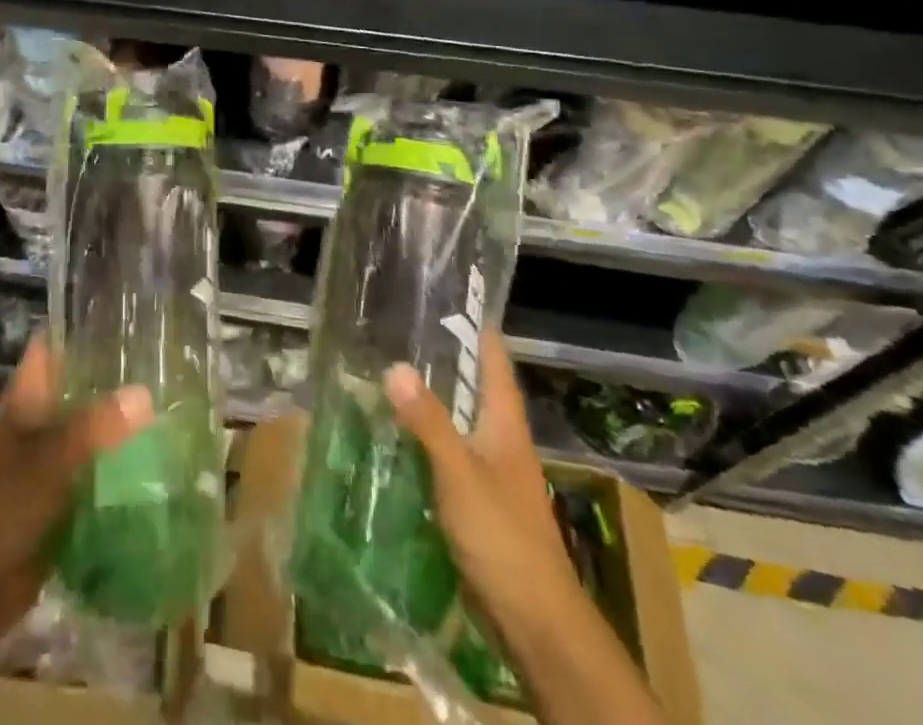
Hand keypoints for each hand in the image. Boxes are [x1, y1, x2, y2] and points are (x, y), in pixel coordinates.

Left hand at [0, 335, 152, 645]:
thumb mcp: (47, 464)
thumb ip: (93, 429)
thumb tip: (145, 394)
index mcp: (24, 402)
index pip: (50, 348)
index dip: (78, 328)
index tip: (122, 314)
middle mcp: (36, 423)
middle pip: (75, 387)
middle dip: (112, 377)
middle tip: (162, 361)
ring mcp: (47, 462)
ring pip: (88, 429)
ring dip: (119, 423)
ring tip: (170, 405)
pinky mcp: (60, 499)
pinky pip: (94, 472)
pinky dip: (118, 466)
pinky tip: (155, 461)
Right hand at [383, 335, 583, 644]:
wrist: (536, 625)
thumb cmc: (504, 539)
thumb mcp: (460, 474)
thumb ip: (428, 422)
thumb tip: (394, 365)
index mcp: (505, 426)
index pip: (494, 362)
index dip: (476, 329)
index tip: (447, 297)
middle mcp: (500, 442)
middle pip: (473, 389)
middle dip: (442, 360)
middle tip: (399, 330)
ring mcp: (491, 475)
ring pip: (458, 423)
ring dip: (430, 401)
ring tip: (387, 375)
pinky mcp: (477, 505)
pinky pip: (447, 457)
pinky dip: (423, 440)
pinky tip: (394, 438)